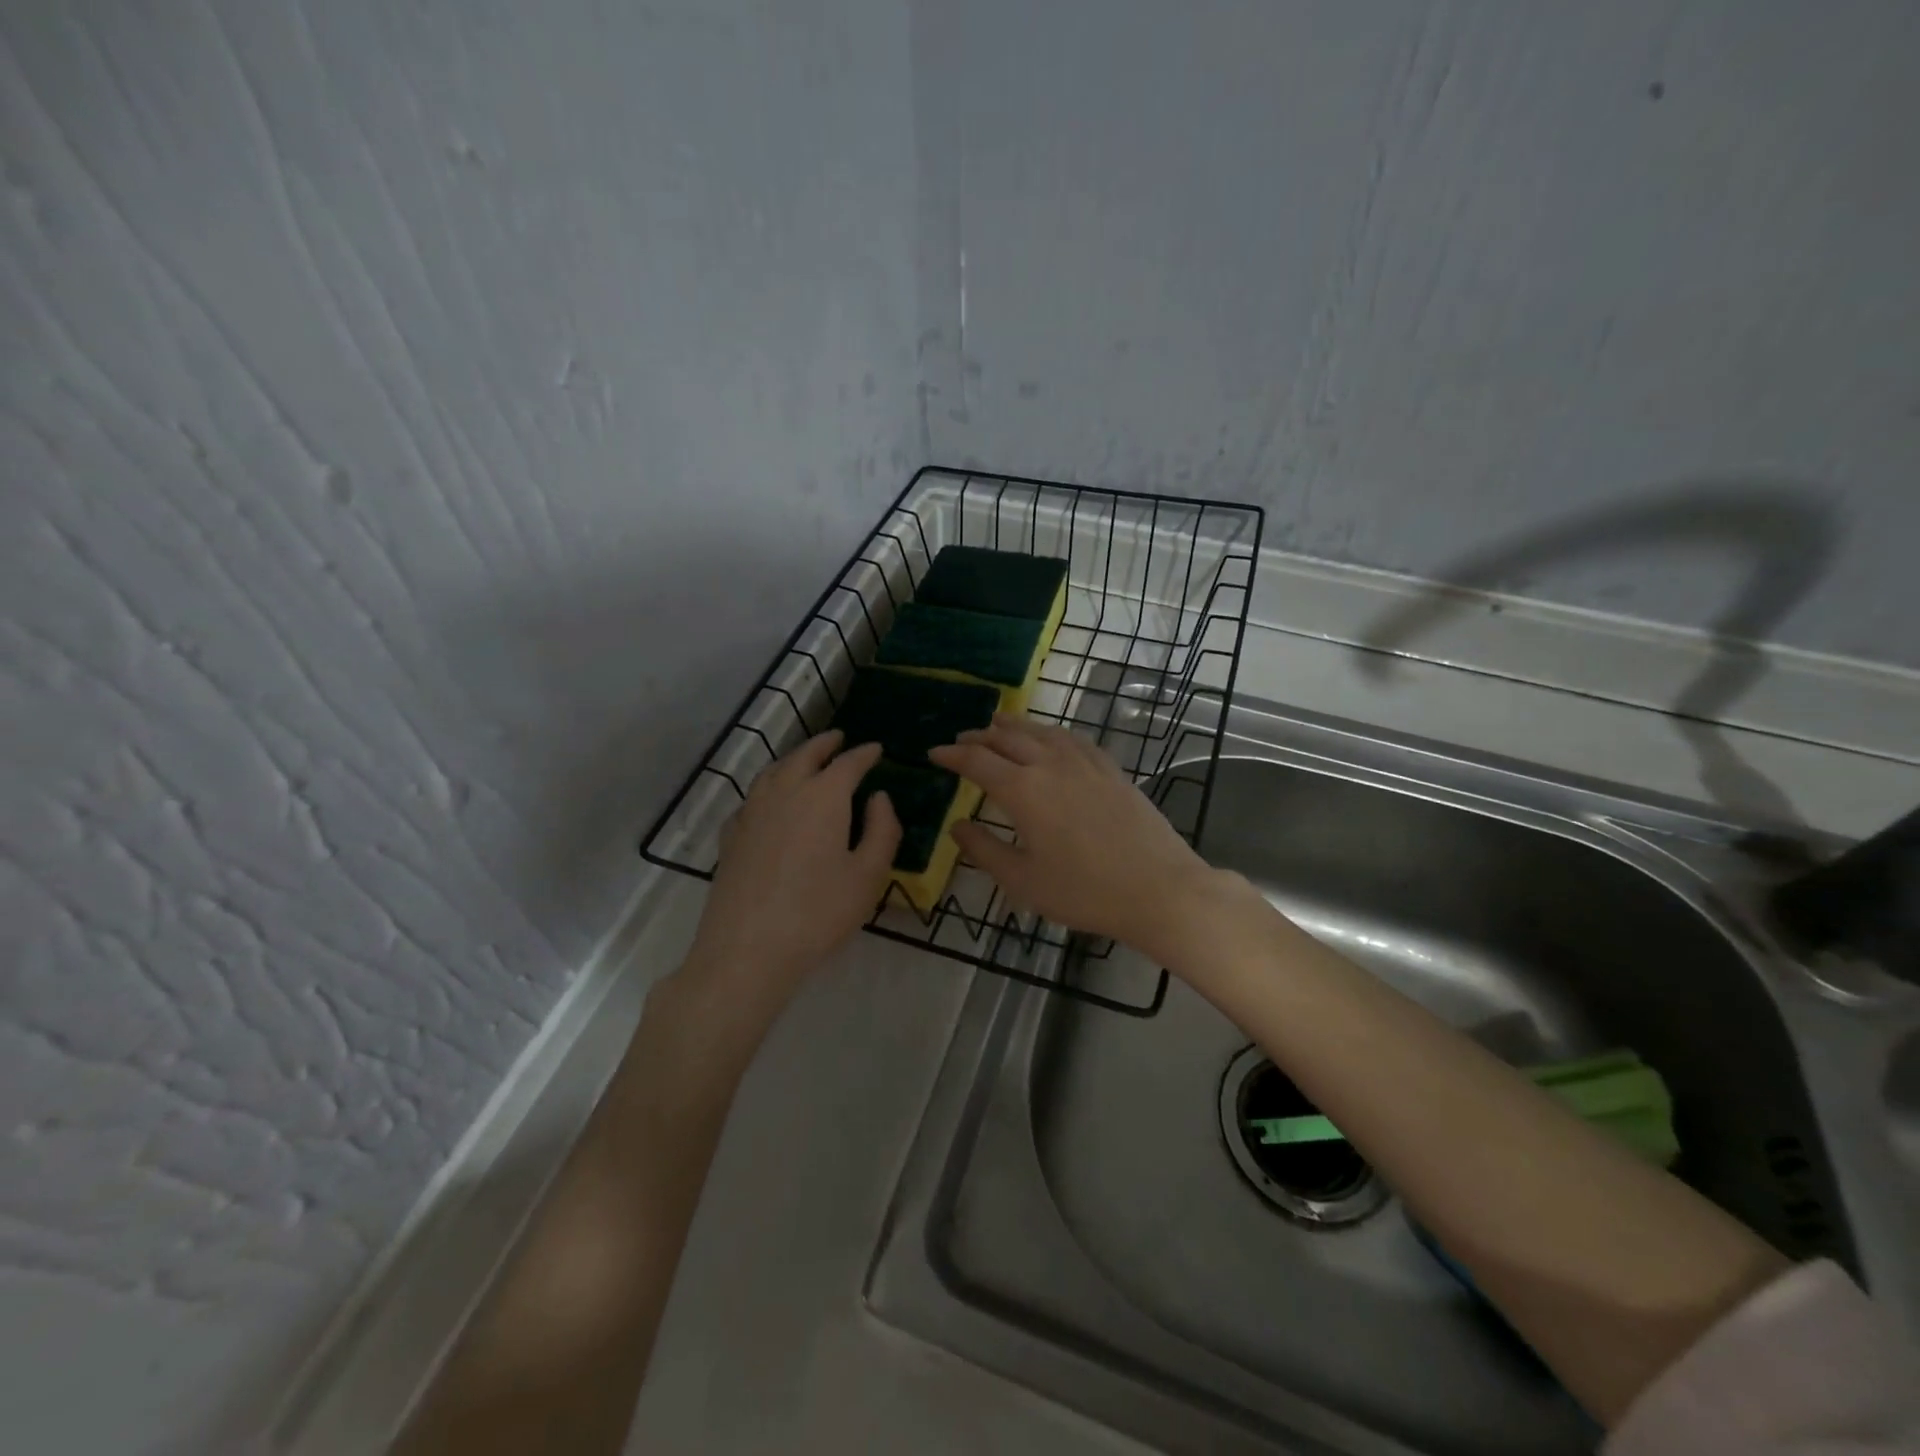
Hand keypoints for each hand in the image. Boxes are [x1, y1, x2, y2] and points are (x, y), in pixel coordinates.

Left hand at [686, 731, 900, 1008]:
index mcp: (823, 797)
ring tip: (805, 760)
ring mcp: (752, 812)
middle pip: (805, 756)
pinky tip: (770, 802)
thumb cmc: (819, 912)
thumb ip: (882, 830)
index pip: (848, 763)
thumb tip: (879, 798)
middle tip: (839, 739)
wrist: (748, 949)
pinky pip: (752, 798)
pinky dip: (768, 788)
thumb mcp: (868, 875)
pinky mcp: (731, 836)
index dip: (864, 754)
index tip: (876, 749)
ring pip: (773, 771)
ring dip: (794, 759)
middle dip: (825, 745)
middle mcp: (784, 792)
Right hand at [929, 715, 1219, 956]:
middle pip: (1007, 739)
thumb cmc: (1084, 891)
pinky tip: (1051, 737)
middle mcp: (1051, 765)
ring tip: (998, 723)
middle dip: (979, 737)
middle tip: (961, 740)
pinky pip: (1072, 738)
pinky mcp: (1110, 769)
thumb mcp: (1023, 881)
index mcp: (1023, 791)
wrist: (1158, 888)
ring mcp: (1085, 763)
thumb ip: (984, 850)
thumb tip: (956, 827)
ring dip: (1014, 726)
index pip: (977, 762)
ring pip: (1041, 731)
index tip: (934, 753)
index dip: (952, 755)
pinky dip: (1051, 732)